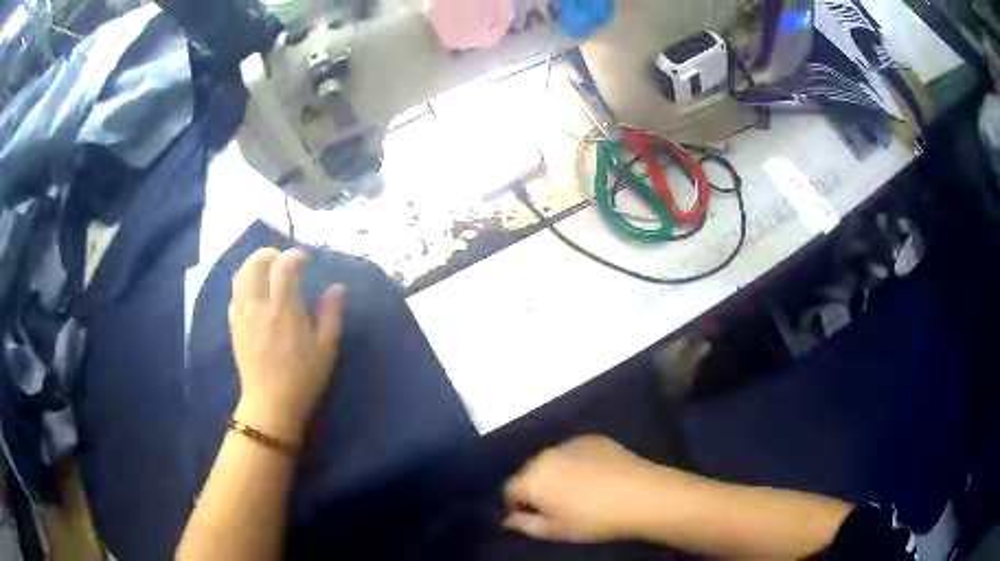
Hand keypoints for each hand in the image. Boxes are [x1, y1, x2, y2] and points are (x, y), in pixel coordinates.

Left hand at [229, 248, 345, 445]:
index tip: (306, 261)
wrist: (270, 404)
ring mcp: (242, 314)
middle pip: (257, 262)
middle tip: (285, 262)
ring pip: (242, 273)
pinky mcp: (234, 324)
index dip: (296, 256)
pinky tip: (255, 292)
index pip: (285, 265)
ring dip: (255, 264)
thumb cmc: (302, 378)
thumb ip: (331, 314)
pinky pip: (235, 292)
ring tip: (269, 272)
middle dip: (272, 254)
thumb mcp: (326, 349)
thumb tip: (337, 287)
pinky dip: (244, 282)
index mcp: (284, 310)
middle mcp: (259, 305)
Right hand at [503, 435, 665, 543]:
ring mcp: (570, 443)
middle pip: (528, 472)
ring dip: (554, 474)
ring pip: (550, 460)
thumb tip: (507, 519)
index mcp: (532, 479)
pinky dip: (574, 463)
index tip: (530, 517)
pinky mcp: (592, 438)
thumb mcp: (555, 531)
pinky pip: (572, 451)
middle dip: (534, 488)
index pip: (508, 490)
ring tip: (574, 491)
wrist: (642, 495)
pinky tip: (593, 476)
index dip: (515, 506)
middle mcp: (546, 455)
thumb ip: (525, 524)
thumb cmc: (594, 519)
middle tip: (552, 506)